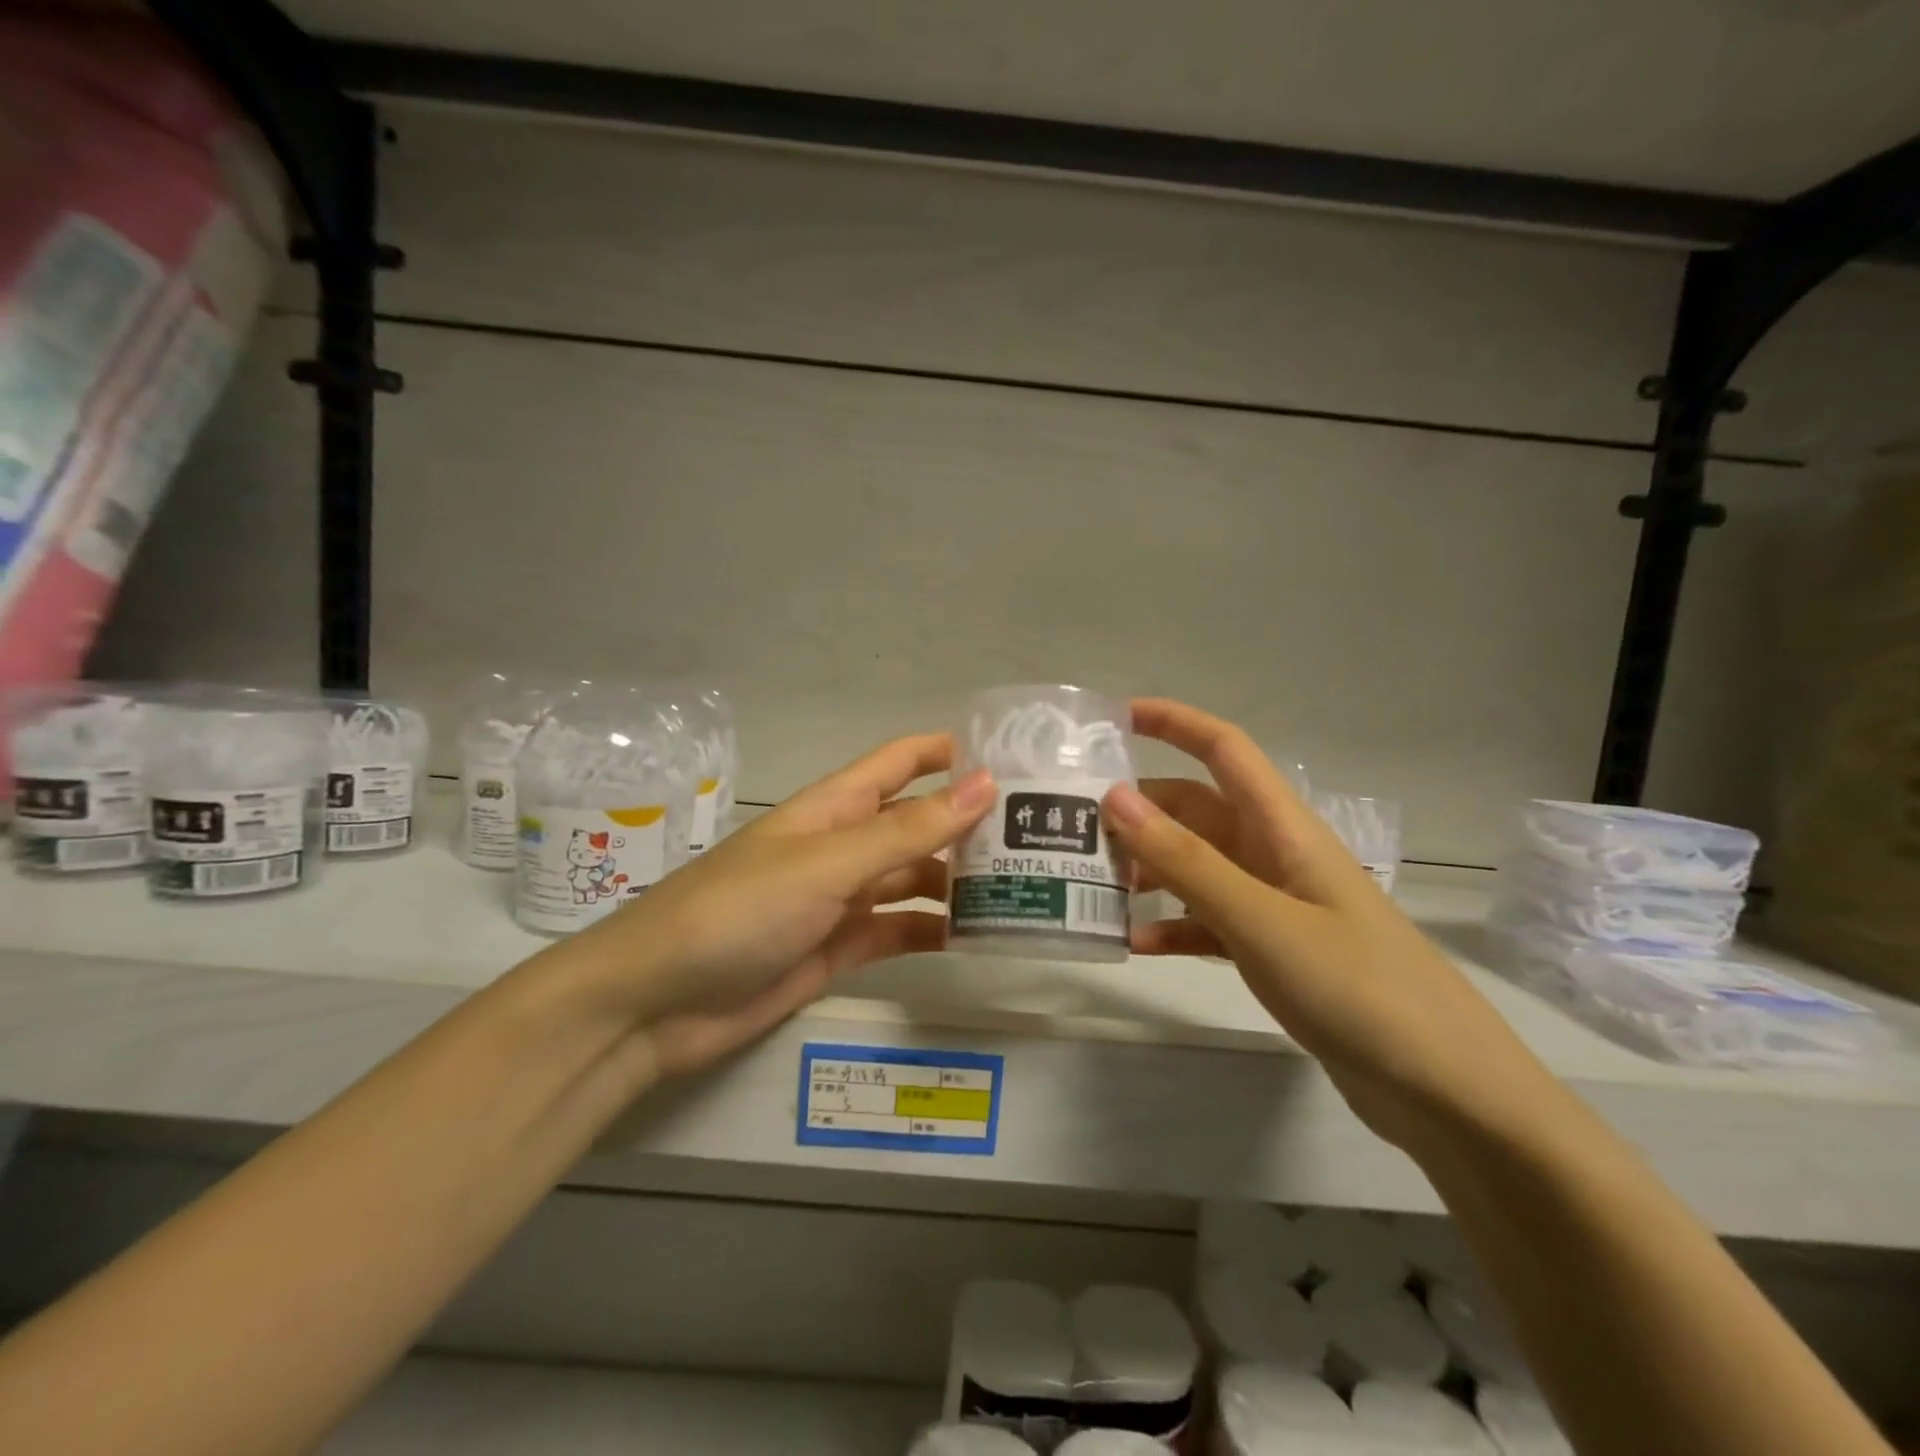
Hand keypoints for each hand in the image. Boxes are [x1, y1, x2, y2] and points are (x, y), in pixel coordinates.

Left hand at [565, 734, 994, 1078]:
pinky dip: (934, 931)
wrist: (657, 1003)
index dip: (952, 752)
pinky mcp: (840, 949)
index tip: (1015, 759)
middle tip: (1044, 836)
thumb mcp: (828, 864)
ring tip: (1026, 888)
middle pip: (918, 822)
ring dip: (960, 881)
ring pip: (914, 878)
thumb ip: (906, 830)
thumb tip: (985, 784)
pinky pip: (900, 931)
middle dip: (971, 824)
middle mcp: (844, 846)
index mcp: (836, 807)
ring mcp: (842, 899)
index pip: (902, 761)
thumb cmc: (739, 911)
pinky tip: (979, 935)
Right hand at [1103, 699, 1560, 1156]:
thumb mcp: (1262, 920)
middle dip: (1139, 812)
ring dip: (1148, 870)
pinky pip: (1208, 922)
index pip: (1223, 748)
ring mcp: (1275, 904)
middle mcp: (1275, 854)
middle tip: (1075, 830)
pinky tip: (1135, 945)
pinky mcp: (1274, 950)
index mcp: (1283, 828)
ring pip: (1196, 867)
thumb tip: (1115, 797)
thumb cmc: (1358, 989)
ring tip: (1093, 888)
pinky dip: (1171, 926)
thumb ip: (1186, 861)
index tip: (1111, 718)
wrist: (1446, 1092)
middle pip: (1196, 810)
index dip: (1171, 722)